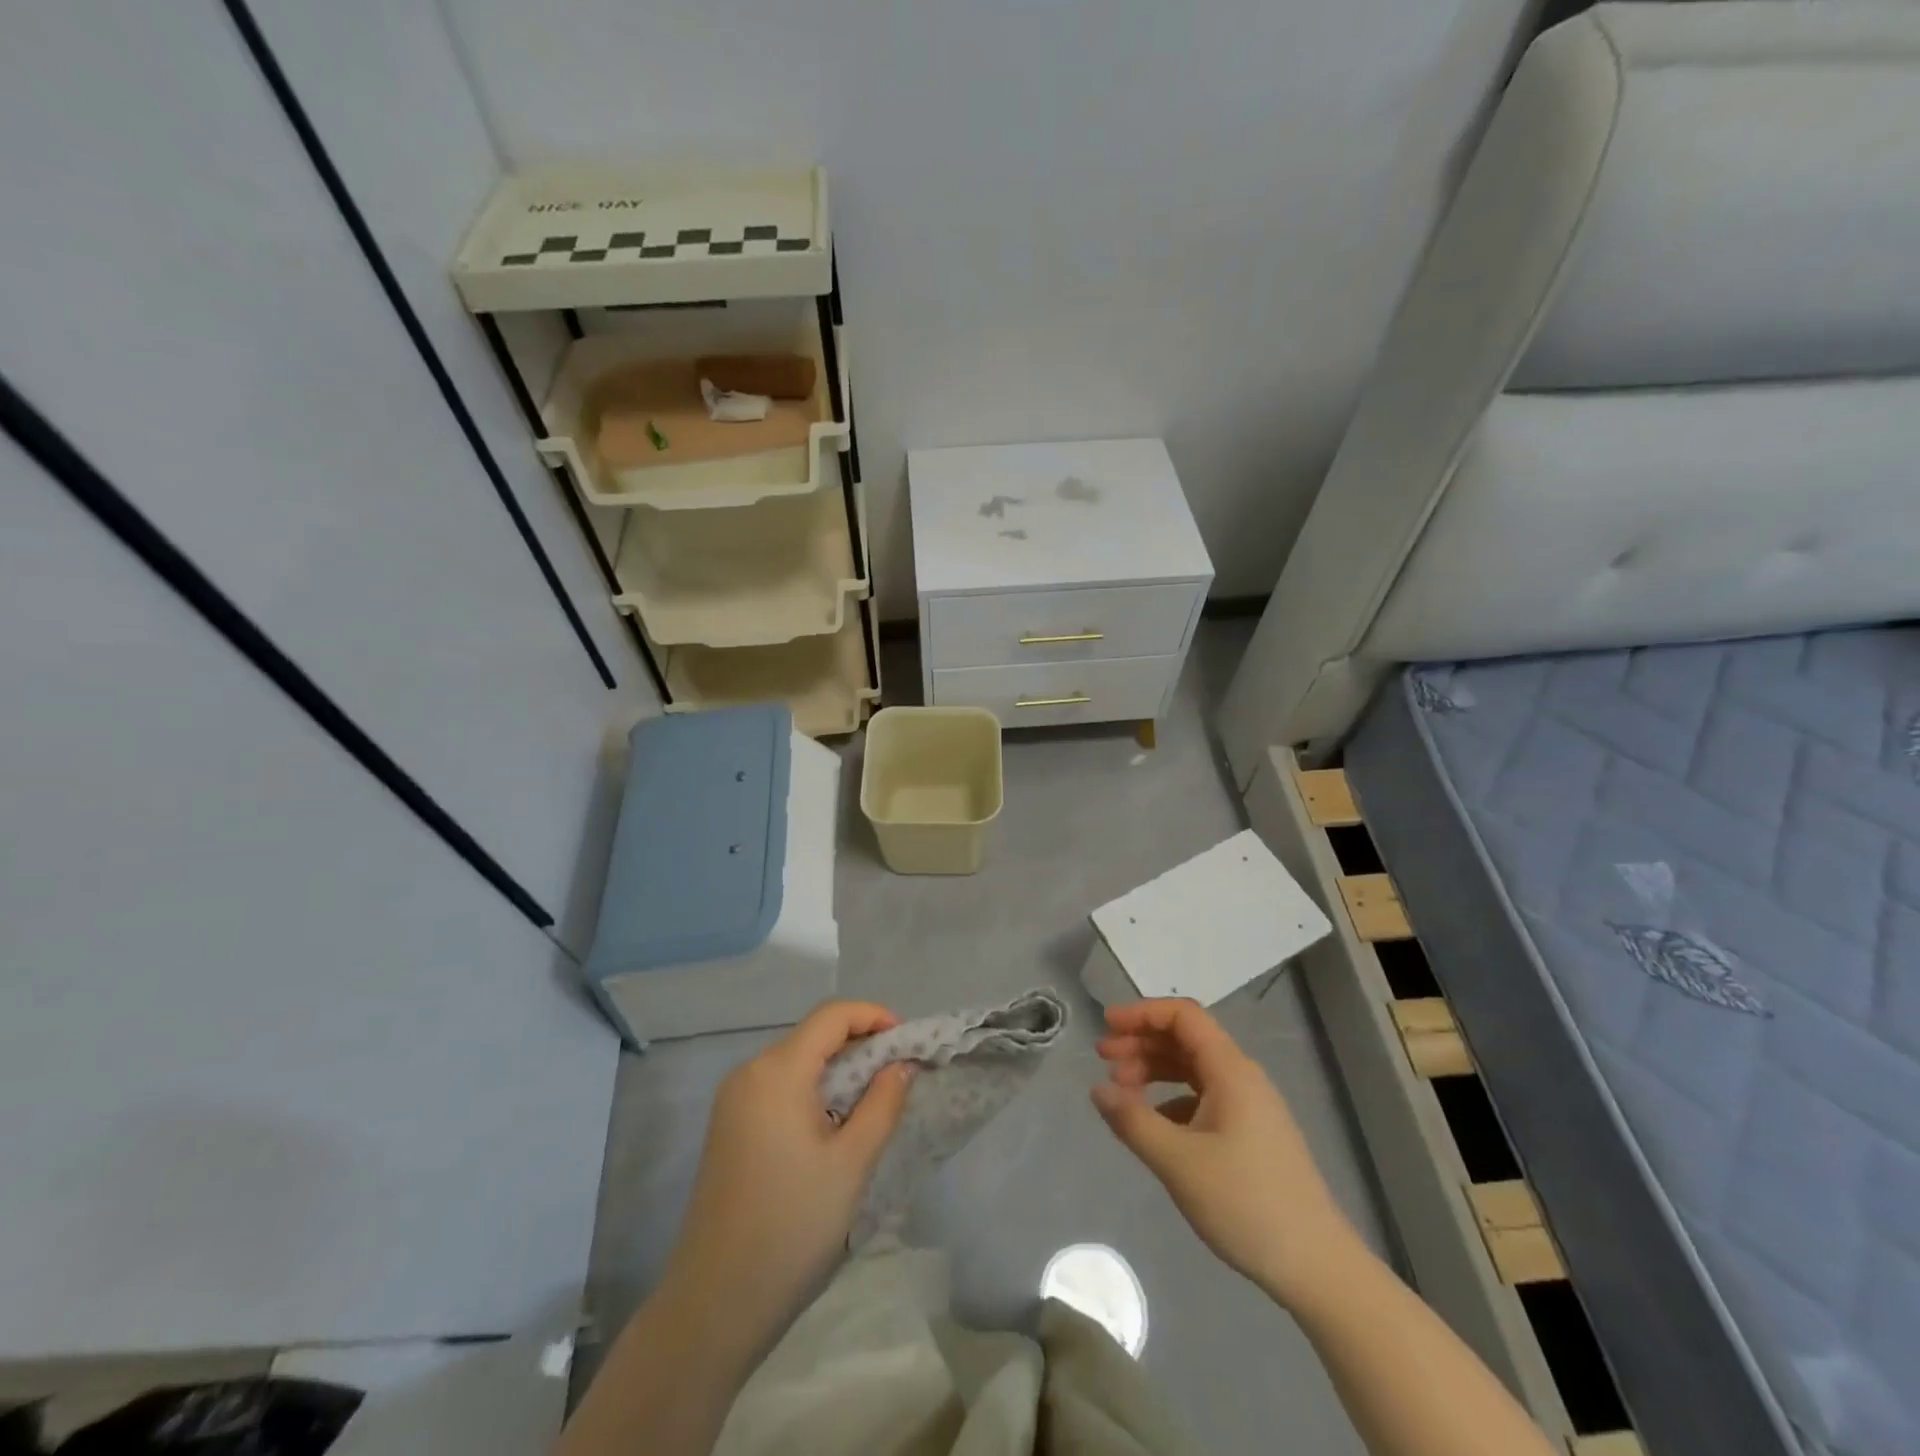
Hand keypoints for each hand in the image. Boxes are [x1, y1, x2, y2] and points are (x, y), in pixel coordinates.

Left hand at [662, 1002, 915, 1338]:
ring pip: (796, 1061)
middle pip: (813, 1036)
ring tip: (873, 1102)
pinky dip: (813, 1090)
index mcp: (777, 1071)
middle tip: (898, 1076)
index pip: (832, 1016)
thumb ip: (882, 1103)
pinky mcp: (728, 1127)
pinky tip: (833, 1125)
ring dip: (838, 1070)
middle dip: (860, 1045)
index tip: (907, 1041)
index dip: (873, 1016)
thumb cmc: (792, 1226)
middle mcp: (750, 1072)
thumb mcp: (852, 1163)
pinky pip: (778, 1087)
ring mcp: (733, 1100)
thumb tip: (901, 1064)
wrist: (714, 1303)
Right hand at [1093, 998, 1361, 1308]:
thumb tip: (1097, 1089)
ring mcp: (1250, 1107)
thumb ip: (1133, 1121)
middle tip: (1103, 1059)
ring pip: (1193, 1068)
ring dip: (1154, 1069)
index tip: (1107, 1026)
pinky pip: (1203, 1097)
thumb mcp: (1179, 1163)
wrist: (1318, 1268)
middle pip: (1186, 1039)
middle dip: (1141, 1042)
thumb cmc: (1246, 1204)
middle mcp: (1242, 1077)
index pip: (1183, 1016)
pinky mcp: (1251, 1134)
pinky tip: (1153, 1125)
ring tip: (1120, 1090)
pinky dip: (1171, 1099)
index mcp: (1231, 1070)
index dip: (1142, 1013)